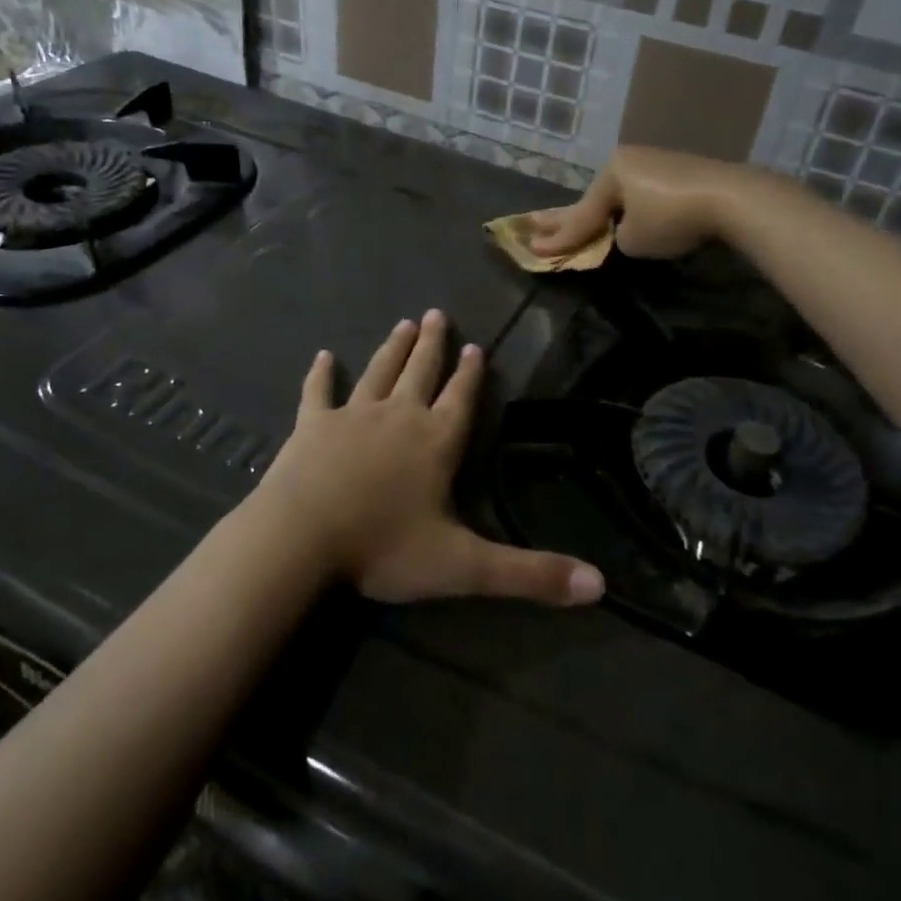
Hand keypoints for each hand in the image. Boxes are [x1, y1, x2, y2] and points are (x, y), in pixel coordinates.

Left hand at [255, 311, 604, 606]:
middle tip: (437, 314)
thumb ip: (529, 574)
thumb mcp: (463, 567)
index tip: (475, 346)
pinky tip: (323, 357)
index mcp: (435, 443)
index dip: (471, 375)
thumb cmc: (383, 548)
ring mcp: (351, 416)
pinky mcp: (311, 425)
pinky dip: (320, 375)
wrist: (301, 539)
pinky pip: (317, 393)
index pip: (461, 400)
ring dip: (392, 349)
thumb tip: (599, 586)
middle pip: (420, 373)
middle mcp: (398, 417)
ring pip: (378, 373)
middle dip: (432, 345)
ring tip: (404, 324)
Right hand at [527, 145, 746, 260]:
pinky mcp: (680, 171)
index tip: (533, 249)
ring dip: (602, 210)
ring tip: (579, 222)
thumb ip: (616, 235)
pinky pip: (643, 193)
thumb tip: (623, 231)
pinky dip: (631, 206)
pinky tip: (625, 211)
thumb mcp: (632, 238)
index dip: (559, 238)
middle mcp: (629, 161)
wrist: (730, 198)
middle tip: (533, 222)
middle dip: (566, 216)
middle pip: (594, 197)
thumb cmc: (672, 218)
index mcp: (611, 172)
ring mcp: (656, 163)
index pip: (581, 214)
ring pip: (620, 193)